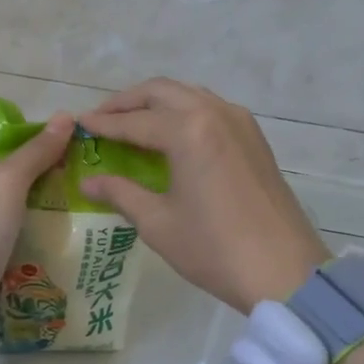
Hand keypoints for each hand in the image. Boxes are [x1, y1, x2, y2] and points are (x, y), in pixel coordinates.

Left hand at [0, 117, 75, 297]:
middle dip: (38, 165)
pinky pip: (0, 213)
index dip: (34, 136)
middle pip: (2, 159)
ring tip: (70, 194)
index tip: (70, 149)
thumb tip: (66, 117)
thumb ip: (37, 151)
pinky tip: (49, 218)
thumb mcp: (8, 184)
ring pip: (4, 188)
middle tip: (75, 173)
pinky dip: (23, 213)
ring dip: (34, 190)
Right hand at [77, 79, 328, 312]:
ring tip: (132, 124)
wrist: (283, 271)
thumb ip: (121, 194)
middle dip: (128, 102)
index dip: (103, 124)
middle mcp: (214, 113)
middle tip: (102, 118)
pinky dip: (184, 112)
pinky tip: (172, 135)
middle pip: (162, 92)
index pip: (134, 121)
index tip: (79, 124)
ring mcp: (240, 122)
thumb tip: (89, 182)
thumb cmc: (213, 249)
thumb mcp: (158, 222)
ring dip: (157, 103)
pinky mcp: (254, 138)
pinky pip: (211, 109)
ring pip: (189, 95)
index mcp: (188, 131)